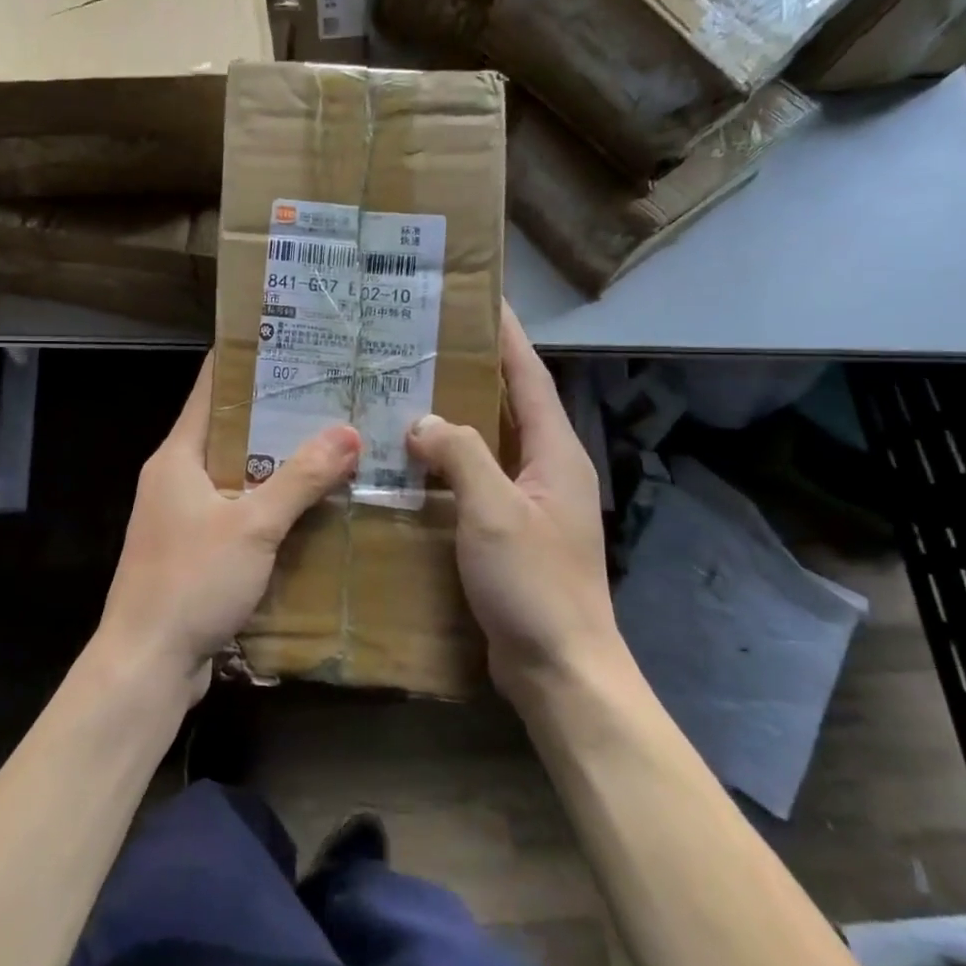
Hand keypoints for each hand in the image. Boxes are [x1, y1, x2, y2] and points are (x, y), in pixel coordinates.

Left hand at [94, 352, 360, 703]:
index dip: (247, 365)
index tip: (292, 347)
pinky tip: (311, 507)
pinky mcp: (193, 550)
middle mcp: (174, 478)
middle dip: (276, 416)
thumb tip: (348, 432)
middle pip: (228, 432)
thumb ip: (300, 479)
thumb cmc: (191, 581)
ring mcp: (182, 516)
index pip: (210, 391)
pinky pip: (236, 513)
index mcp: (177, 456)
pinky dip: (268, 506)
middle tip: (331, 398)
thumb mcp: (252, 526)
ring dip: (277, 464)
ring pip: (236, 475)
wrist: (147, 663)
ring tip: (332, 444)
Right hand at [406, 304, 619, 701]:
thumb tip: (422, 421)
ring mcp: (528, 503)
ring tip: (405, 394)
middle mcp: (546, 469)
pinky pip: (474, 481)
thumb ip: (461, 454)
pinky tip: (408, 464)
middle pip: (509, 404)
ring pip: (487, 444)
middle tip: (422, 345)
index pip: (530, 376)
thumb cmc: (535, 584)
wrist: (559, 667)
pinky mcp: (508, 532)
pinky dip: (445, 466)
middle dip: (472, 371)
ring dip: (453, 419)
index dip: (506, 335)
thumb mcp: (495, 510)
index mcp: (555, 452)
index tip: (480, 298)